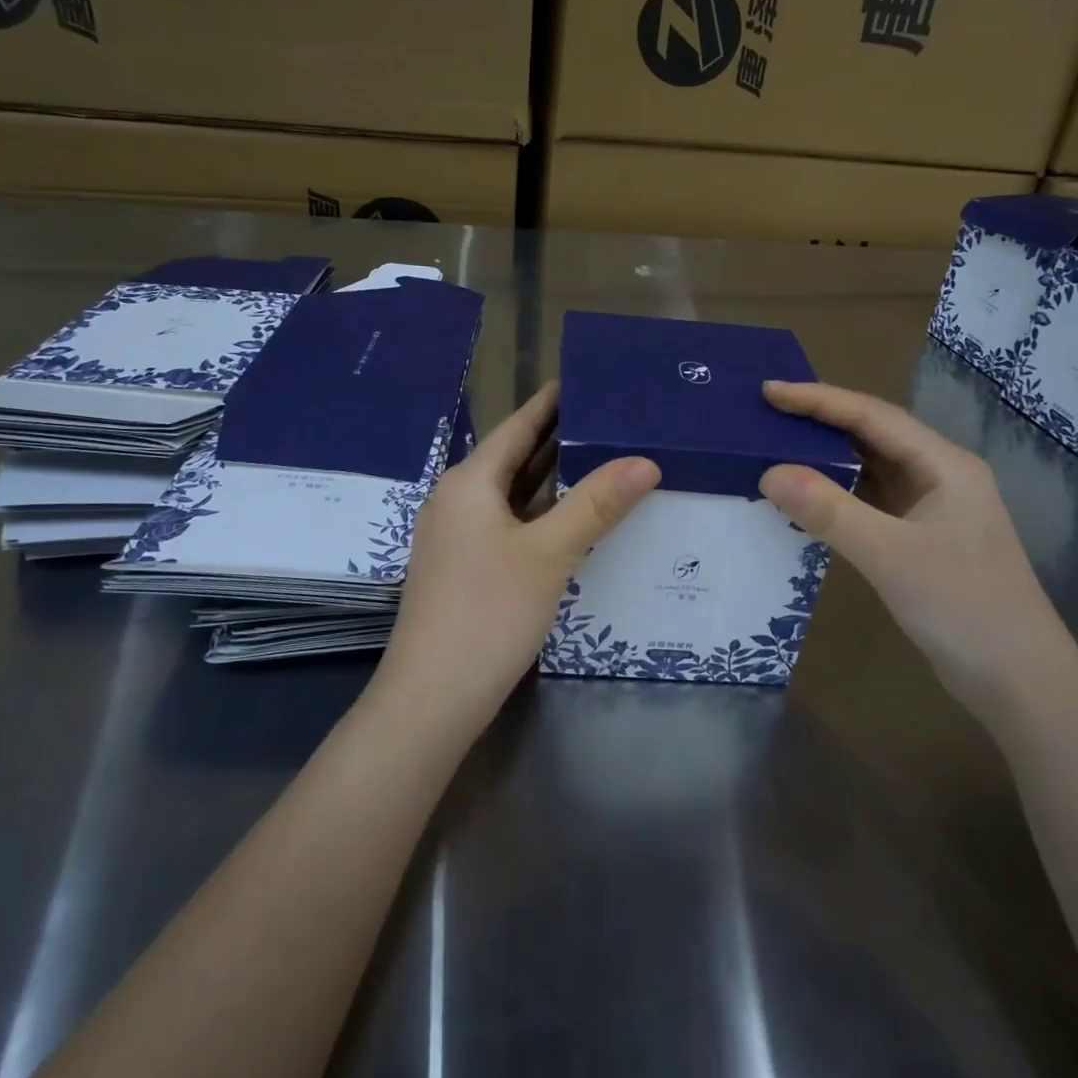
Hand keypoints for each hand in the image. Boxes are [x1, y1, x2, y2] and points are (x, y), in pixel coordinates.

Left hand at [375, 383, 659, 734]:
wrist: (432, 698)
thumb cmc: (488, 612)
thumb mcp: (549, 553)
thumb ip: (597, 504)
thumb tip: (645, 461)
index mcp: (468, 483)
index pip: (516, 427)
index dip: (549, 403)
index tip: (583, 379)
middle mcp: (456, 501)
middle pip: (512, 457)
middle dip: (556, 438)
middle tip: (606, 419)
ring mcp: (455, 537)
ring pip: (510, 493)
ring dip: (549, 478)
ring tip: (597, 458)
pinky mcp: (463, 567)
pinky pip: (506, 523)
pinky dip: (538, 512)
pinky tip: (568, 519)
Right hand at [758, 380, 1075, 726]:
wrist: (1021, 684)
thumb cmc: (963, 608)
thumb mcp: (890, 556)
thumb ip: (829, 511)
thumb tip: (769, 473)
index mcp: (944, 465)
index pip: (872, 416)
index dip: (818, 400)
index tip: (769, 392)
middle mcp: (940, 476)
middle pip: (873, 435)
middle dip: (821, 421)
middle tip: (767, 414)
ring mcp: (933, 509)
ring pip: (872, 468)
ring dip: (828, 457)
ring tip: (778, 447)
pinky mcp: (922, 540)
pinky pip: (871, 501)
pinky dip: (838, 494)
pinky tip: (808, 499)